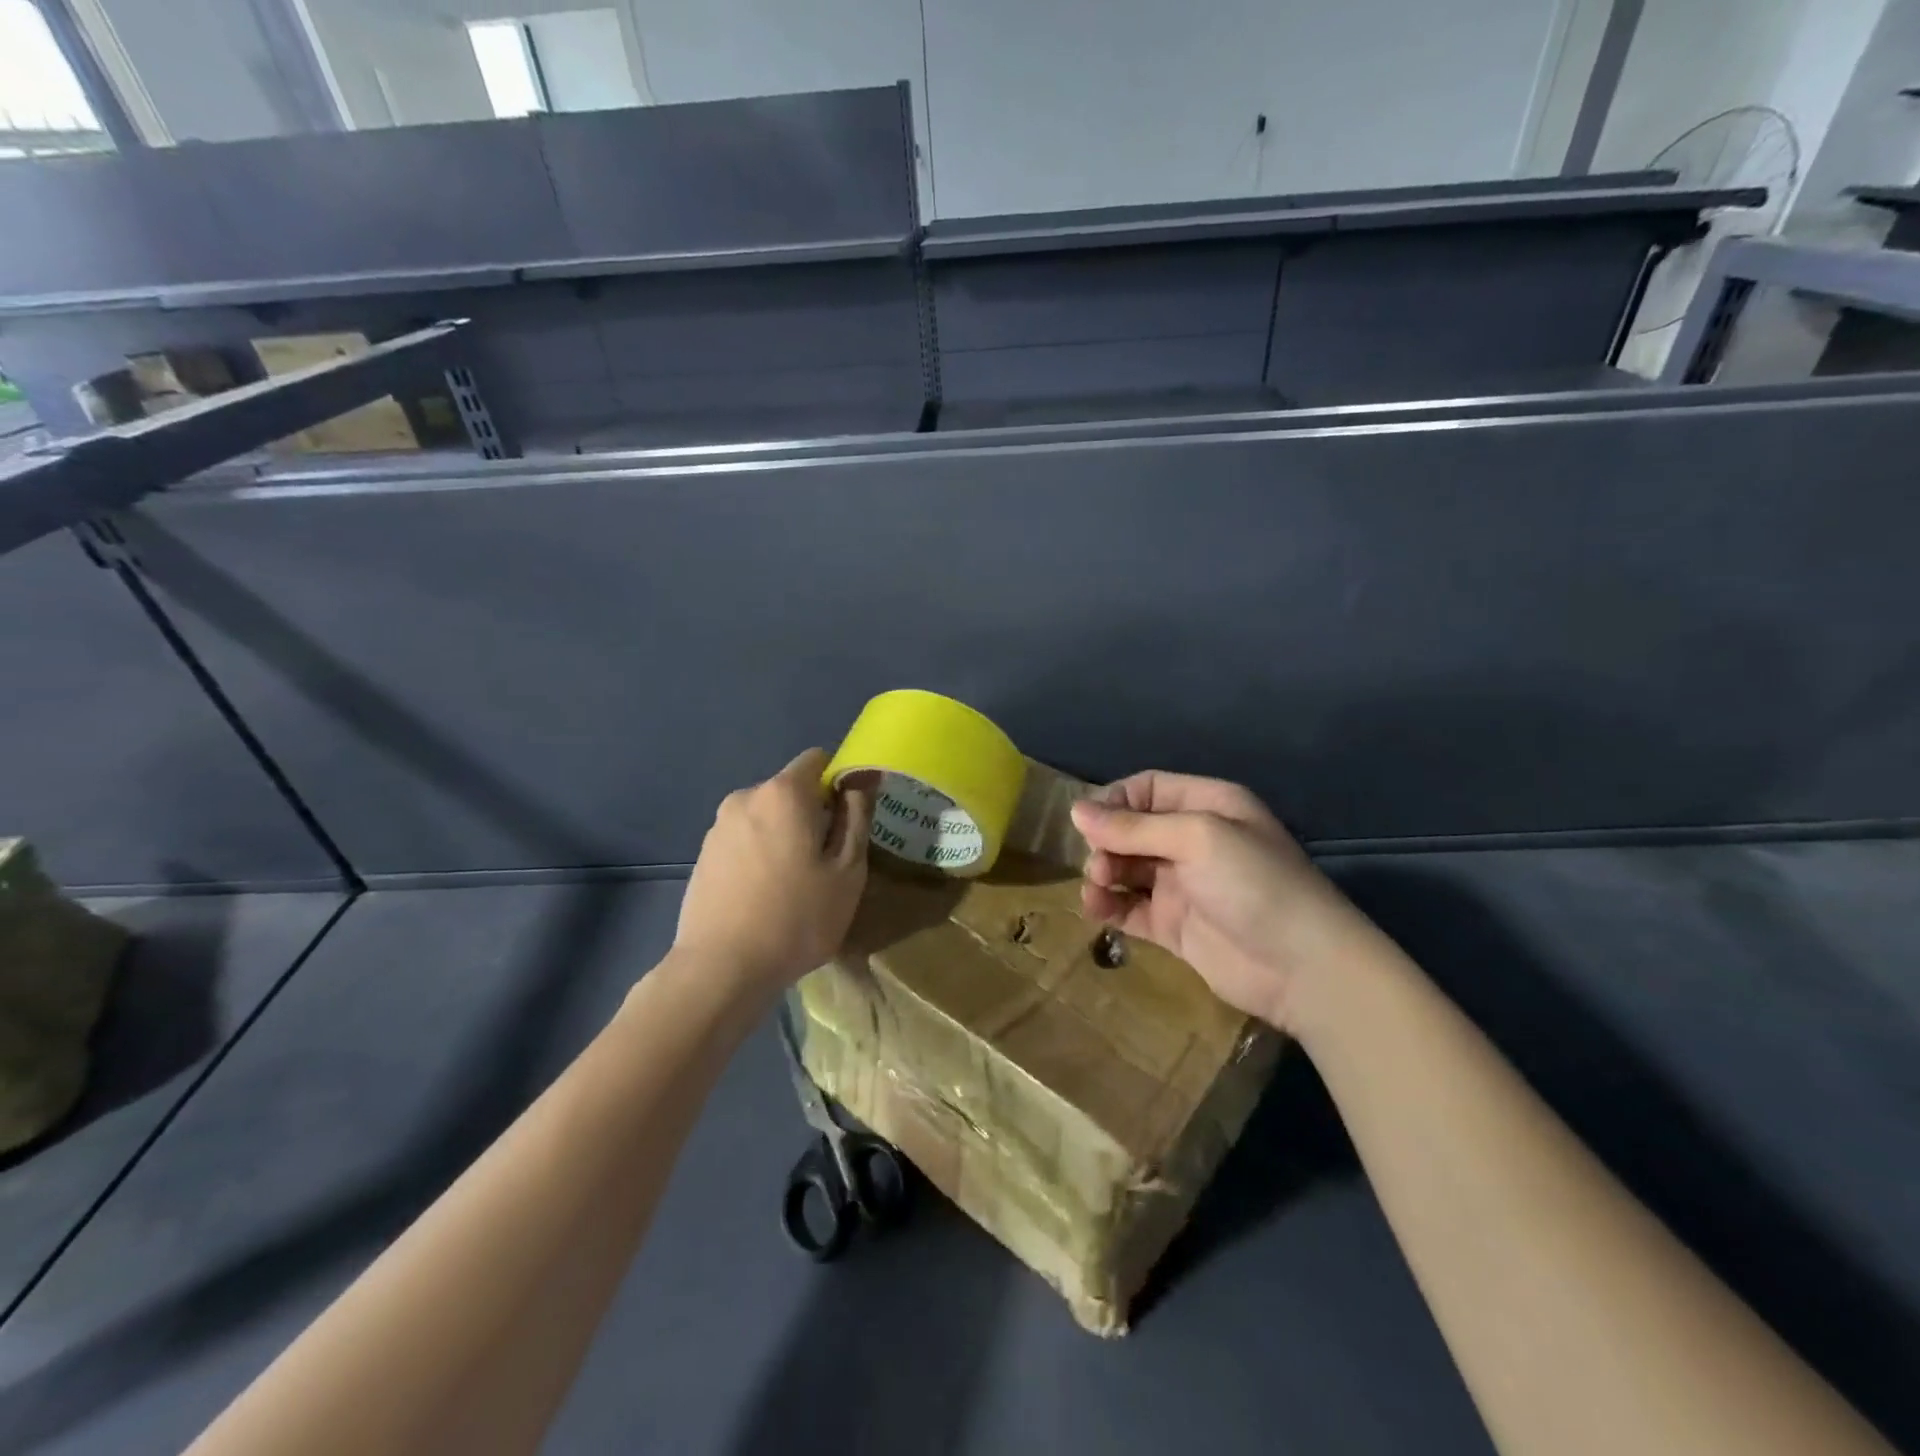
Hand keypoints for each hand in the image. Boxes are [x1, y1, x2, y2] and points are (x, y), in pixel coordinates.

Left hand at [675, 749, 874, 997]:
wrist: (721, 969)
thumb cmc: (797, 918)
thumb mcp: (847, 870)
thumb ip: (856, 816)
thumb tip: (862, 779)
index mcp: (784, 793)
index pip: (817, 760)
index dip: (838, 784)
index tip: (846, 824)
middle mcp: (746, 796)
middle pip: (790, 790)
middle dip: (811, 814)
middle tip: (825, 862)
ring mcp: (718, 826)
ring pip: (766, 816)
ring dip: (783, 836)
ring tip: (793, 885)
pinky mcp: (703, 854)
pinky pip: (743, 839)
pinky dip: (759, 854)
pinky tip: (764, 896)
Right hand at [1071, 772, 1365, 1031]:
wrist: (1302, 968)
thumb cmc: (1254, 884)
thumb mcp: (1197, 838)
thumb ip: (1134, 827)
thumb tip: (1075, 811)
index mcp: (1207, 806)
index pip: (1146, 789)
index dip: (1114, 801)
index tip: (1086, 822)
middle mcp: (1193, 841)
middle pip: (1131, 829)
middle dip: (1107, 841)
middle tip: (1099, 864)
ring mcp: (1182, 885)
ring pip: (1126, 868)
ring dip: (1104, 873)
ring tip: (1098, 886)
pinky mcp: (1173, 926)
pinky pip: (1130, 908)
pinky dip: (1109, 905)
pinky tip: (1095, 909)